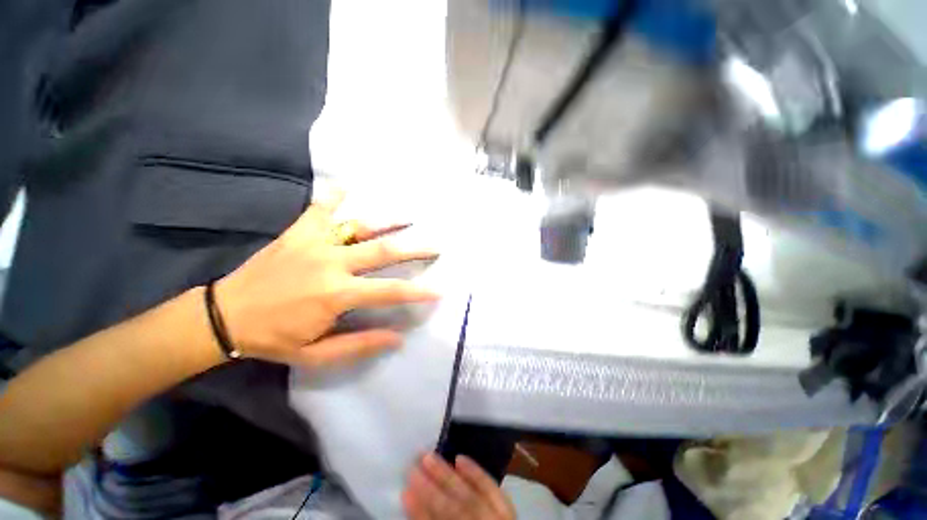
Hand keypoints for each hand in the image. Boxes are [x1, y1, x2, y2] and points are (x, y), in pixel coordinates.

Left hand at [215, 191, 438, 367]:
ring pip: (358, 225)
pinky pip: (319, 209)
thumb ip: (360, 345)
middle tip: (436, 245)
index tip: (438, 290)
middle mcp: (331, 263)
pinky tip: (347, 186)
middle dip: (414, 249)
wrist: (222, 317)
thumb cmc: (273, 338)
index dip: (417, 292)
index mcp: (337, 294)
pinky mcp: (297, 233)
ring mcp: (314, 243)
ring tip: (409, 216)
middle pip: (383, 251)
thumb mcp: (316, 355)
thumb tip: (398, 338)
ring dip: (387, 220)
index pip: (390, 291)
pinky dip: (335, 197)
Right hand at [403, 453, 515, 519]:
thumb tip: (417, 502)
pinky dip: (475, 473)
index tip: (403, 491)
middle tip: (412, 466)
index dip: (419, 512)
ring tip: (428, 456)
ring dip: (447, 476)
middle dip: (430, 489)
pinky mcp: (507, 510)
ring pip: (470, 496)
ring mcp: (497, 519)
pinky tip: (460, 458)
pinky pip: (492, 489)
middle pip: (454, 509)